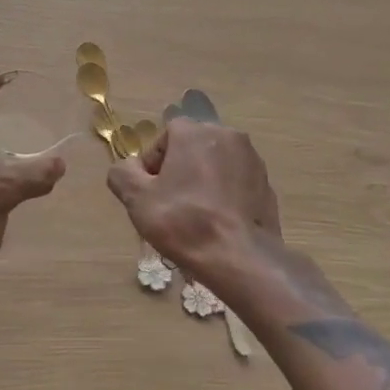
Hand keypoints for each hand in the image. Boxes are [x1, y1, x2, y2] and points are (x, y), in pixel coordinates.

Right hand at [106, 118, 293, 304]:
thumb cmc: (184, 222)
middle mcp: (227, 135)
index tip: (152, 191)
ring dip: (203, 181)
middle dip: (180, 169)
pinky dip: (225, 195)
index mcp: (194, 132)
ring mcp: (252, 159)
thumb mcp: (137, 199)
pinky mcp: (267, 184)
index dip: (154, 163)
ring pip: (216, 164)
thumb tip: (129, 167)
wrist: (241, 258)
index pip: (166, 135)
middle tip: (171, 204)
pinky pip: (236, 183)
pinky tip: (218, 222)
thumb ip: (122, 173)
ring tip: (196, 216)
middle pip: (193, 147)